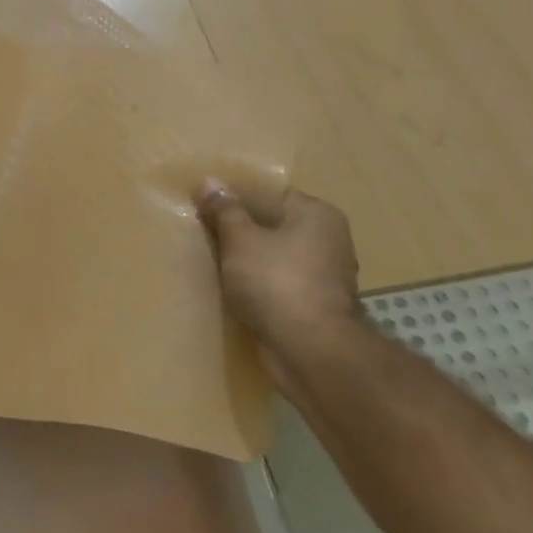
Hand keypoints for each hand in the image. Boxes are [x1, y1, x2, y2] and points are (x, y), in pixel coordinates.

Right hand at [196, 180, 364, 401]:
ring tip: (212, 261)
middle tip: (203, 232)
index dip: (236, 198)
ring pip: (275, 257)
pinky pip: (278, 284)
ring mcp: (325, 276)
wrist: (311, 351)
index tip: (206, 205)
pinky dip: (258, 286)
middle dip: (240, 231)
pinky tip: (232, 290)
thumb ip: (224, 210)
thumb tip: (210, 181)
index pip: (271, 194)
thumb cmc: (276, 282)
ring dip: (248, 261)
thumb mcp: (240, 239)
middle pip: (273, 225)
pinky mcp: (315, 306)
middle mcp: (328, 240)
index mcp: (317, 214)